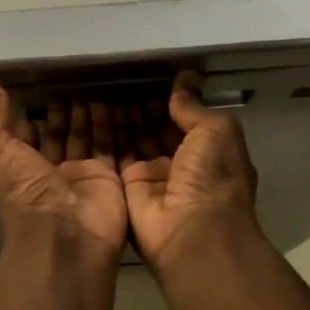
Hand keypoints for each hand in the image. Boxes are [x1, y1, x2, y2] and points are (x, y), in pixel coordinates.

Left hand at [0, 75, 128, 263]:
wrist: (65, 235)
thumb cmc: (24, 191)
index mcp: (19, 161)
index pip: (26, 128)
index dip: (31, 105)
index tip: (41, 76)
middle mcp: (49, 168)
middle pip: (58, 131)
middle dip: (65, 107)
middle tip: (78, 74)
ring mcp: (81, 174)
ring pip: (86, 136)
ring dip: (91, 112)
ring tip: (100, 81)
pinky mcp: (109, 178)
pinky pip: (114, 147)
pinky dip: (115, 126)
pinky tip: (120, 100)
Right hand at [121, 72, 260, 268]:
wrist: (191, 232)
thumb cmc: (213, 178)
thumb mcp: (216, 132)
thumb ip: (194, 107)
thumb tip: (184, 80)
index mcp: (210, 152)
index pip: (185, 120)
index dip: (169, 100)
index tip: (148, 77)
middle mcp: (181, 164)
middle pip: (157, 129)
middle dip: (141, 107)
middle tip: (118, 80)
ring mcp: (153, 176)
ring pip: (134, 139)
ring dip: (121, 117)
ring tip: (102, 88)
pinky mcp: (127, 186)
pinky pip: (115, 154)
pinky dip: (105, 134)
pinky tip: (92, 110)